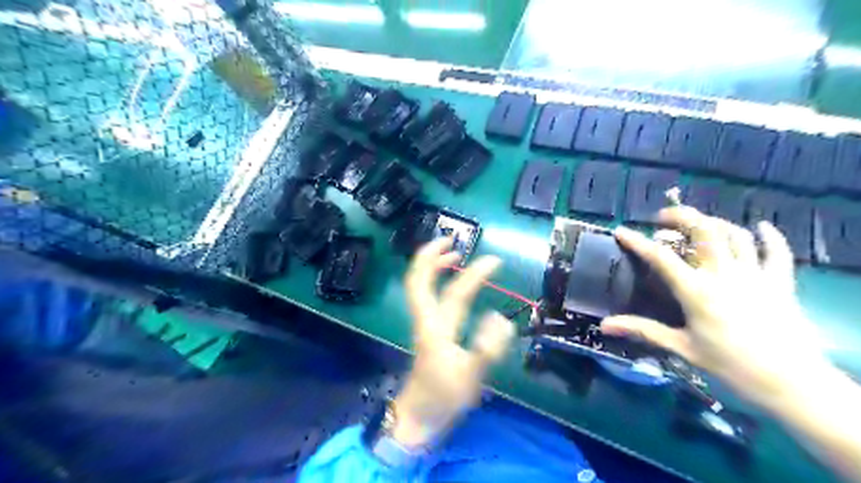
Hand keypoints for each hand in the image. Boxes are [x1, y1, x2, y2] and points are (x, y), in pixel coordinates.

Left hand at [393, 238, 513, 448]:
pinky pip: (426, 295)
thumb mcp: (470, 376)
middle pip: (418, 280)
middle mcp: (426, 319)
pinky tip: (450, 282)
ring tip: (451, 253)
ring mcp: (424, 323)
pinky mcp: (427, 330)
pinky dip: (434, 280)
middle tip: (450, 240)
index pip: (454, 293)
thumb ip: (486, 348)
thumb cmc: (444, 397)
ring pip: (420, 286)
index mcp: (436, 328)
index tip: (495, 261)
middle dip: (430, 256)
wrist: (419, 415)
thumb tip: (498, 318)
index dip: (474, 274)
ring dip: (431, 265)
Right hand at [601, 207, 829, 411]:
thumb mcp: (682, 347)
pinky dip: (769, 235)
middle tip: (664, 219)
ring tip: (699, 224)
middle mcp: (724, 274)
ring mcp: (754, 274)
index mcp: (696, 291)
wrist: (790, 383)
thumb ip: (643, 330)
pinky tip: (761, 226)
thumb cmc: (730, 365)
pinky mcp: (780, 282)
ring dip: (714, 222)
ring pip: (735, 234)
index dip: (637, 241)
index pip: (660, 257)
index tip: (621, 231)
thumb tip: (604, 326)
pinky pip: (777, 251)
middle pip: (704, 230)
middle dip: (681, 216)